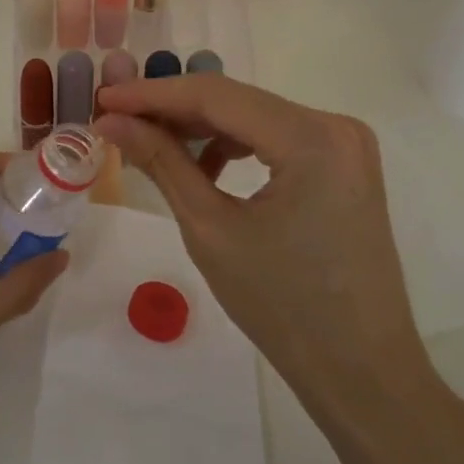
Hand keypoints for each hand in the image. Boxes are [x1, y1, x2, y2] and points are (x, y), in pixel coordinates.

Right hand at [94, 76, 440, 421]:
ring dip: (201, 127)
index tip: (103, 99)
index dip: (153, 94)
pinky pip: (276, 137)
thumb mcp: (210, 229)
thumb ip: (162, 162)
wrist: (361, 370)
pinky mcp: (342, 163)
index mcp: (311, 138)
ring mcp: (344, 143)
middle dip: (173, 109)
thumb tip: (112, 121)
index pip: (216, 96)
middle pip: (236, 101)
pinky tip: (203, 168)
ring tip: (150, 145)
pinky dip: (234, 145)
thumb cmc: (282, 307)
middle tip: (116, 121)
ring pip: (254, 116)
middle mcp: (335, 125)